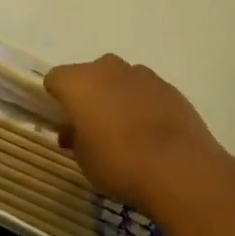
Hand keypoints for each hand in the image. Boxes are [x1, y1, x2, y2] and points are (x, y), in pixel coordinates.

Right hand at [44, 54, 221, 211]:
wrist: (178, 167)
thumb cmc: (119, 162)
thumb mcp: (84, 160)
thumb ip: (75, 138)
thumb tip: (74, 131)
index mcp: (78, 82)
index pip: (55, 79)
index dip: (57, 99)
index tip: (64, 123)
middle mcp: (107, 68)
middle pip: (89, 75)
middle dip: (89, 96)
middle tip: (94, 128)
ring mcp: (140, 74)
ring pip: (119, 80)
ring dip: (117, 98)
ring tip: (127, 133)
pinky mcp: (167, 86)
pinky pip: (145, 91)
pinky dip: (143, 105)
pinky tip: (152, 134)